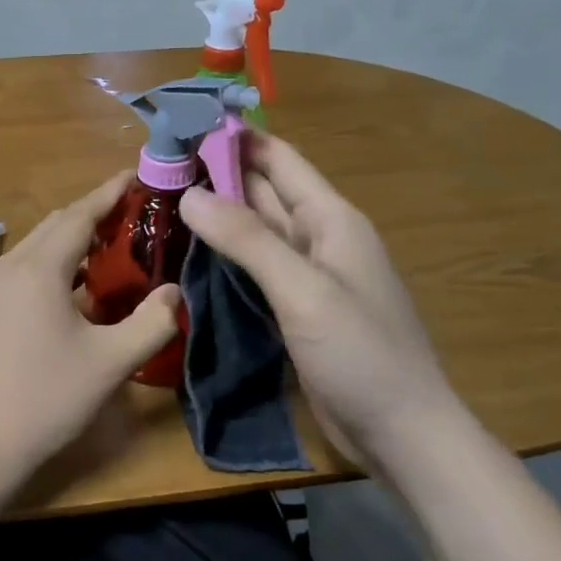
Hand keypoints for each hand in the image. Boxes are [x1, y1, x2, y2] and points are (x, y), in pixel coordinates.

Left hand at [0, 172, 180, 476]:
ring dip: (73, 239)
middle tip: (135, 214)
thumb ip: (152, 322)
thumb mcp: (111, 362)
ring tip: (113, 247)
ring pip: (38, 245)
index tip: (137, 175)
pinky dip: (54, 262)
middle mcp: (10, 265)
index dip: (110, 192)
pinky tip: (77, 287)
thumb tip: (174, 291)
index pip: (80, 214)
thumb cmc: (47, 398)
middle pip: (57, 224)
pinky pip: (25, 267)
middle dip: (94, 213)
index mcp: (39, 268)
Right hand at [180, 133, 458, 462]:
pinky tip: (191, 252)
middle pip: (262, 190)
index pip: (278, 159)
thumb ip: (247, 240)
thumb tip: (190, 195)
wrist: (402, 435)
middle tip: (158, 165)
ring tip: (162, 200)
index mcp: (330, 218)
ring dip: (216, 213)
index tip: (183, 125)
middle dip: (215, 173)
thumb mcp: (303, 291)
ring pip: (255, 229)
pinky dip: (224, 254)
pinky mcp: (294, 307)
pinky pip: (254, 266)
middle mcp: (318, 237)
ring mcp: (306, 274)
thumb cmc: (361, 354)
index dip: (235, 138)